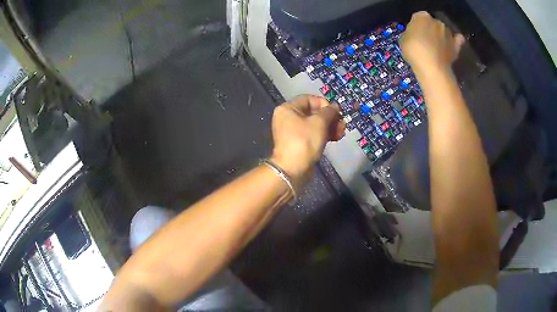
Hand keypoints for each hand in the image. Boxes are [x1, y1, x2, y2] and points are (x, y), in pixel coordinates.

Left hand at [270, 95, 344, 186]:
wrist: (293, 169)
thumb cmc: (304, 141)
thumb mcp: (319, 123)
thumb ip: (329, 112)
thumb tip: (334, 107)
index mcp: (288, 109)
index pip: (309, 99)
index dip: (324, 104)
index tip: (335, 112)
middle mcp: (288, 118)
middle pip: (313, 112)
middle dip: (330, 118)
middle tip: (342, 124)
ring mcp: (293, 131)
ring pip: (315, 124)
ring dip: (330, 126)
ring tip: (341, 132)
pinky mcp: (299, 143)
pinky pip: (313, 134)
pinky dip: (324, 134)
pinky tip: (336, 138)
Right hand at [399, 12, 464, 73]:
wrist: (432, 67)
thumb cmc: (414, 50)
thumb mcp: (404, 39)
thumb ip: (410, 34)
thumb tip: (415, 35)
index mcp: (422, 16)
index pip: (417, 18)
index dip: (416, 27)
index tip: (414, 35)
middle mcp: (436, 21)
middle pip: (432, 24)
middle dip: (430, 30)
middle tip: (425, 42)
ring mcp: (448, 33)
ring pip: (443, 31)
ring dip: (441, 37)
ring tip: (437, 49)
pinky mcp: (456, 46)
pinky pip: (457, 40)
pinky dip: (455, 41)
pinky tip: (452, 45)